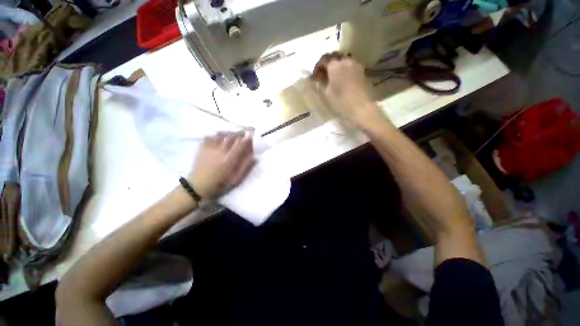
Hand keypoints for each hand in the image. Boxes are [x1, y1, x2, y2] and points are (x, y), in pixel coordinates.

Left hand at [189, 132, 255, 197]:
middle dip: (239, 133)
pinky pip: (210, 136)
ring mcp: (210, 148)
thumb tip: (255, 157)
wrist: (199, 184)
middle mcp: (220, 151)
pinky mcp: (202, 147)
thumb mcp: (236, 179)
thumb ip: (246, 167)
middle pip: (231, 137)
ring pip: (221, 135)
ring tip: (233, 133)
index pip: (240, 145)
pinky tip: (220, 136)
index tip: (251, 136)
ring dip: (229, 132)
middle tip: (244, 132)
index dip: (246, 139)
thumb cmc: (220, 183)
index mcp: (229, 160)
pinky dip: (217, 134)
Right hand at [311, 53, 383, 125]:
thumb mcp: (326, 93)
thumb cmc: (340, 102)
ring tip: (331, 77)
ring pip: (343, 60)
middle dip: (326, 64)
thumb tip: (316, 76)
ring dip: (335, 66)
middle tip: (322, 75)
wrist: (360, 109)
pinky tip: (340, 79)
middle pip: (334, 57)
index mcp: (336, 66)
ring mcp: (355, 65)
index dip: (317, 67)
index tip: (314, 77)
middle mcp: (346, 61)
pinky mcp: (361, 72)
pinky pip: (349, 66)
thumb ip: (320, 82)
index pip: (324, 60)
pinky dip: (343, 69)